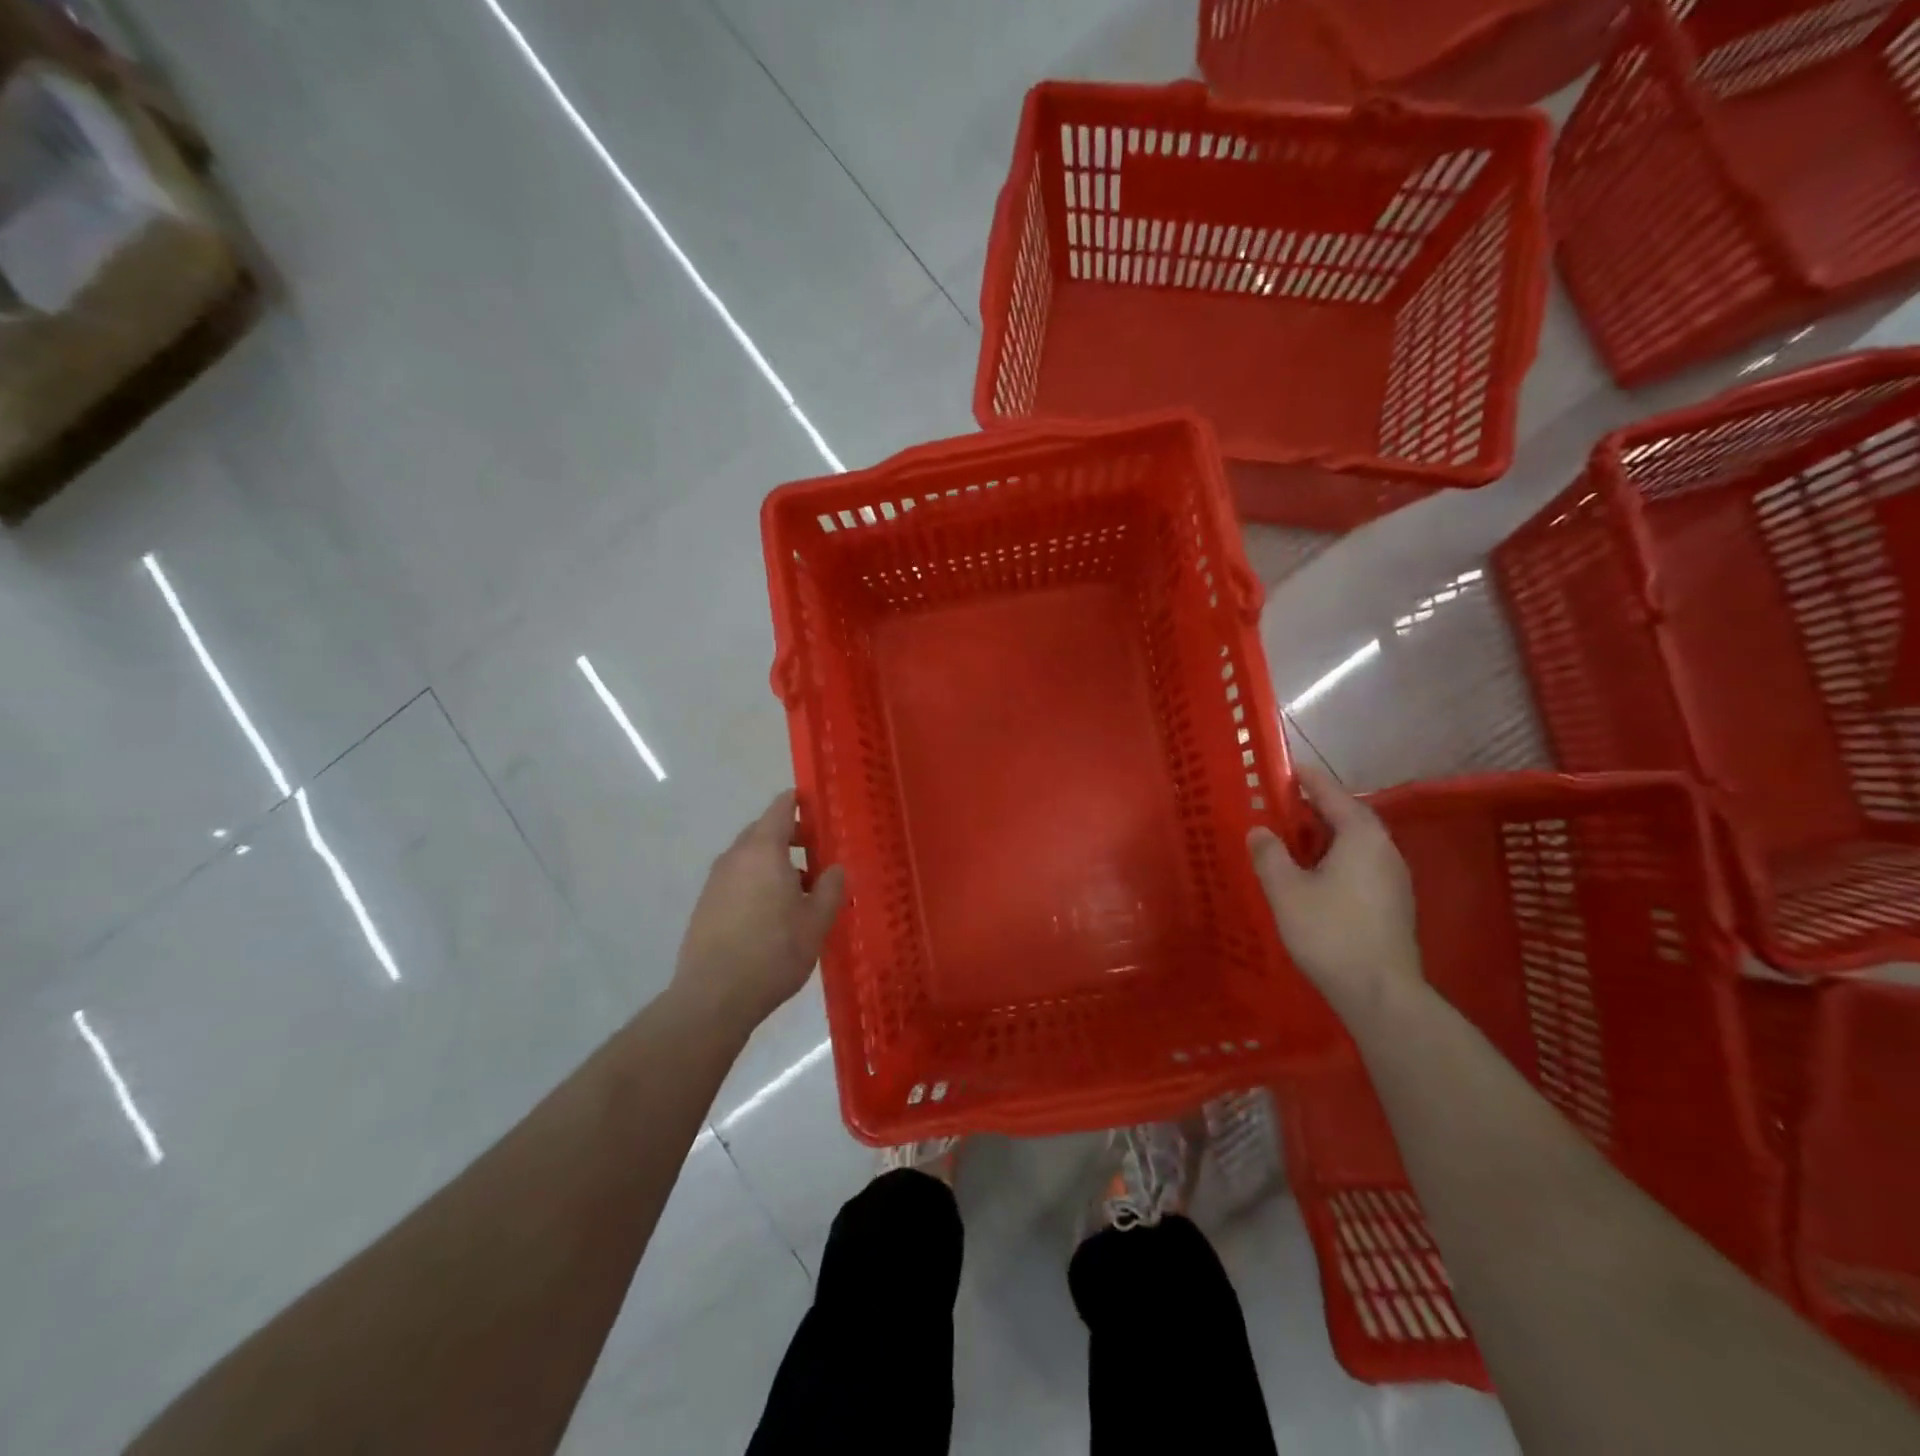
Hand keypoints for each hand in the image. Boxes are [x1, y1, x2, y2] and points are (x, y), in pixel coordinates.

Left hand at [671, 791, 845, 1035]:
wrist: (713, 997)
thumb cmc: (773, 953)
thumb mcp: (816, 922)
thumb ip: (830, 888)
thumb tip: (835, 868)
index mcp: (764, 851)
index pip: (780, 809)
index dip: (798, 802)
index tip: (816, 805)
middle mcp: (736, 857)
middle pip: (763, 832)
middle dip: (791, 837)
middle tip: (818, 853)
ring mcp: (716, 881)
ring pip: (750, 858)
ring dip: (774, 863)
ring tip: (800, 891)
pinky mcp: (706, 905)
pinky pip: (738, 879)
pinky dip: (757, 882)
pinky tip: (773, 914)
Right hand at [1248, 763, 1421, 1022]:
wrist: (1379, 992)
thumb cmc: (1330, 932)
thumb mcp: (1286, 890)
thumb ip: (1269, 854)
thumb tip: (1260, 831)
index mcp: (1361, 836)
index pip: (1332, 794)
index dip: (1308, 780)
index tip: (1288, 768)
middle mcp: (1385, 849)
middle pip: (1349, 816)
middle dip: (1316, 808)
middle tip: (1283, 805)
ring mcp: (1394, 878)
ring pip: (1356, 843)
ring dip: (1326, 835)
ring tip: (1293, 839)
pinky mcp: (1394, 903)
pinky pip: (1361, 864)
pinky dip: (1337, 857)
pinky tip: (1315, 874)